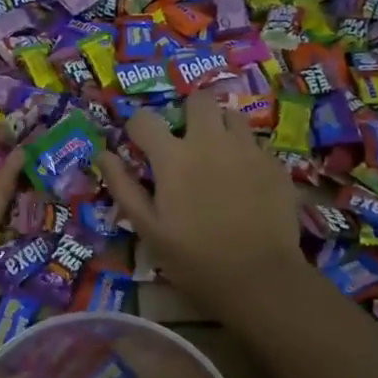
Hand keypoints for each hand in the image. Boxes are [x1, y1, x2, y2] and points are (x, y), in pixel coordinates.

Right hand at [96, 94, 305, 316]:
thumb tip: (103, 154)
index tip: (140, 144)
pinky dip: (245, 154)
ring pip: (232, 115)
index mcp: (173, 157)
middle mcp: (210, 141)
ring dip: (220, 128)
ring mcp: (247, 149)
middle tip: (186, 141)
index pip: (144, 119)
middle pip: (198, 99)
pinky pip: (255, 143)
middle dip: (188, 113)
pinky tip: (244, 181)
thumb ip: (123, 186)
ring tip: (218, 156)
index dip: (137, 128)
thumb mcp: (148, 229)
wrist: (259, 277)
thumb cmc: (194, 258)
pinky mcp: (274, 163)